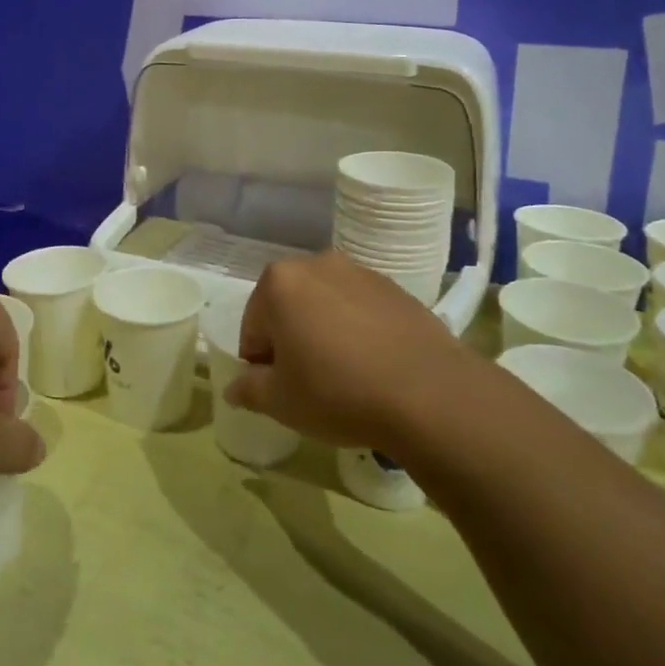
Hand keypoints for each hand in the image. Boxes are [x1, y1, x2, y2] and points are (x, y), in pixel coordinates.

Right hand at [223, 251, 481, 451]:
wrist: (430, 394)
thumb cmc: (337, 392)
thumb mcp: (280, 401)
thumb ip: (248, 389)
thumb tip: (234, 388)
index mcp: (279, 282)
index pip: (253, 326)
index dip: (260, 362)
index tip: (279, 389)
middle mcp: (317, 264)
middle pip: (289, 308)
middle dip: (292, 340)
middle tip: (309, 383)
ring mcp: (361, 273)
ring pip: (326, 306)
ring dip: (326, 333)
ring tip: (346, 377)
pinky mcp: (397, 290)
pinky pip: (362, 311)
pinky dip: (359, 332)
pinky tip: (375, 368)